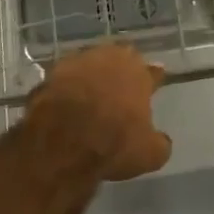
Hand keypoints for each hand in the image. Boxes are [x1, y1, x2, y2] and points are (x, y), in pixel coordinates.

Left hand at [26, 42, 171, 180]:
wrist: (61, 142)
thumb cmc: (113, 144)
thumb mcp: (149, 155)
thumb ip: (159, 143)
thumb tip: (161, 140)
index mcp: (138, 73)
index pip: (152, 72)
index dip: (154, 78)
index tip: (156, 80)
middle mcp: (110, 58)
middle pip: (120, 60)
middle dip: (121, 71)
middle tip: (121, 88)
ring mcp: (78, 62)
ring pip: (91, 64)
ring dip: (92, 76)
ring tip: (91, 94)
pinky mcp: (51, 73)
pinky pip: (65, 78)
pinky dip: (68, 87)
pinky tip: (66, 102)